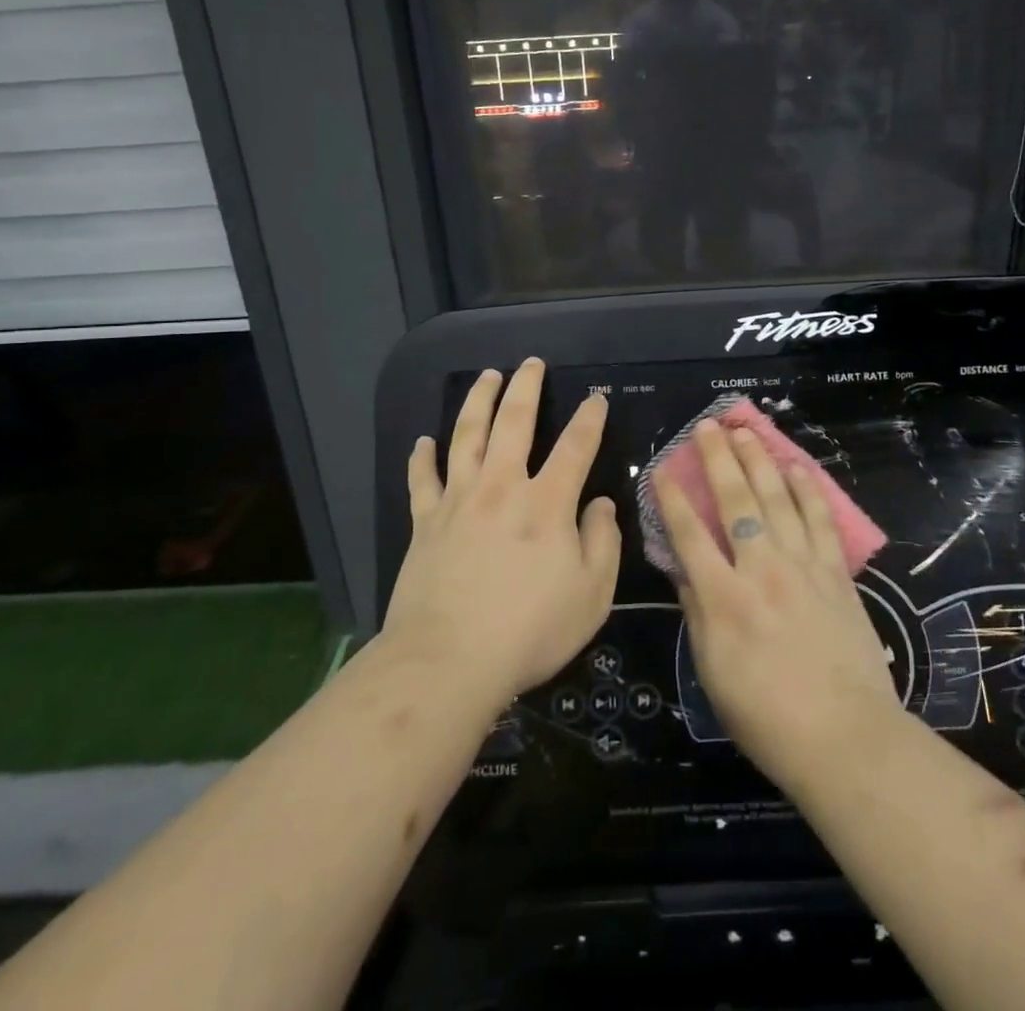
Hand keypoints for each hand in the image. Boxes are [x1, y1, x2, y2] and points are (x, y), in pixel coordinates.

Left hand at [384, 359, 620, 708]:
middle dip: (526, 387)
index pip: (575, 446)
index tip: (596, 398)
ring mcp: (458, 501)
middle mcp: (502, 487)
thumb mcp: (591, 594)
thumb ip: (602, 542)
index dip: (589, 418)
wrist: (448, 661)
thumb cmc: (529, 630)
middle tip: (531, 363)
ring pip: (466, 435)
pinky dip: (422, 457)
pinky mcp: (425, 522)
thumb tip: (601, 504)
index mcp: (547, 503)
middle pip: (514, 422)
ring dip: (478, 401)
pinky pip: (422, 479)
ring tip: (486, 376)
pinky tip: (424, 440)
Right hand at [658, 420, 902, 795]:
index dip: (673, 497)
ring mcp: (803, 566)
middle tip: (708, 426)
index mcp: (724, 599)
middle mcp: (761, 570)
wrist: (844, 737)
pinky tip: (797, 468)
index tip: (663, 467)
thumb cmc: (766, 717)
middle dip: (718, 459)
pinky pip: (819, 520)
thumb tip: (685, 569)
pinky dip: (807, 490)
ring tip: (746, 432)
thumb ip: (697, 613)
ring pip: (777, 499)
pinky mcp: (835, 573)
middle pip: (735, 502)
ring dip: (760, 461)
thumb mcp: (713, 671)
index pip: (689, 534)